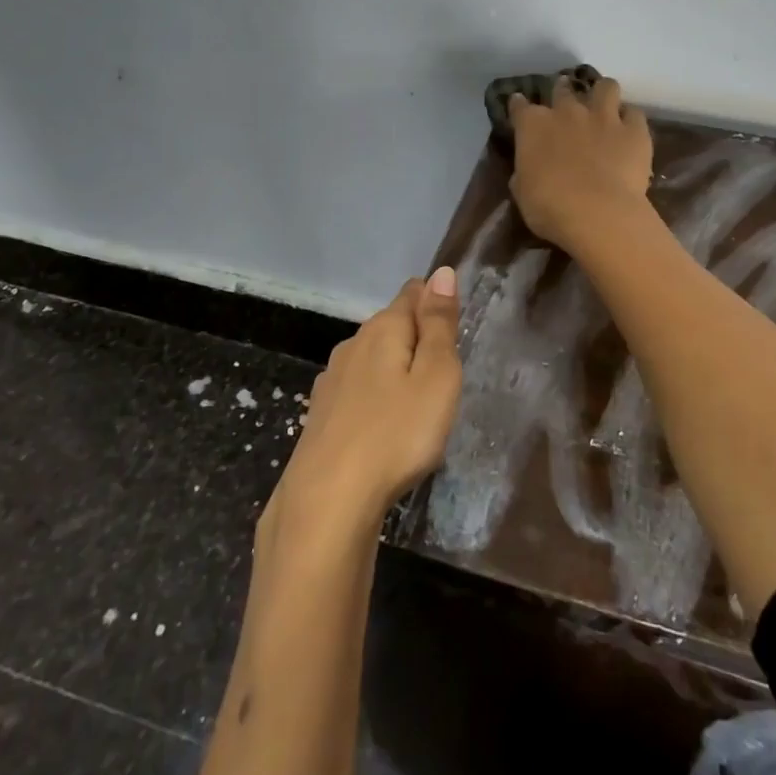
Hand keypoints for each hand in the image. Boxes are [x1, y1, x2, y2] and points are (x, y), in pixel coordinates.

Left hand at [256, 269, 462, 560]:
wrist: (328, 501)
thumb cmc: (396, 434)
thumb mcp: (436, 377)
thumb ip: (440, 324)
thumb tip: (442, 273)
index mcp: (383, 329)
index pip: (413, 292)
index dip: (436, 303)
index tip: (454, 332)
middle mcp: (353, 344)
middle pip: (392, 324)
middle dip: (417, 338)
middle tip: (444, 374)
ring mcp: (332, 380)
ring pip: (373, 358)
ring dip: (395, 370)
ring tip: (418, 402)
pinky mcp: (321, 414)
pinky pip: (358, 390)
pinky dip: (376, 397)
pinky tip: (383, 426)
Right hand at [507, 75, 653, 251]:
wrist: (597, 213)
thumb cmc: (550, 207)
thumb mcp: (523, 192)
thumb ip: (525, 172)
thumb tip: (529, 168)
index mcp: (534, 126)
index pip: (520, 106)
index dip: (519, 105)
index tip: (519, 105)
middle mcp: (567, 112)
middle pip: (563, 89)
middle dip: (562, 92)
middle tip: (565, 103)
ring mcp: (604, 117)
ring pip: (606, 87)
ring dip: (603, 93)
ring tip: (603, 104)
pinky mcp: (634, 131)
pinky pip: (635, 114)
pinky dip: (631, 119)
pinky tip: (629, 129)